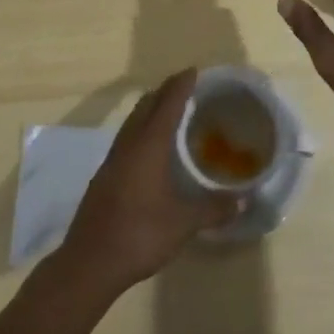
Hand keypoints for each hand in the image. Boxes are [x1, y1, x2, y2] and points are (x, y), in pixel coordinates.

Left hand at [59, 69, 237, 296]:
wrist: (89, 263)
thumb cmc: (139, 234)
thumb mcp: (183, 223)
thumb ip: (214, 209)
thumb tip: (244, 200)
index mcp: (149, 145)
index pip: (168, 103)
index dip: (181, 85)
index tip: (194, 70)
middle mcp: (129, 144)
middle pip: (147, 105)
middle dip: (165, 91)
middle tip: (186, 87)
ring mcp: (113, 159)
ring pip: (133, 121)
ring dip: (151, 109)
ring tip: (170, 110)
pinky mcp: (104, 175)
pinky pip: (127, 138)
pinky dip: (142, 129)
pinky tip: (150, 147)